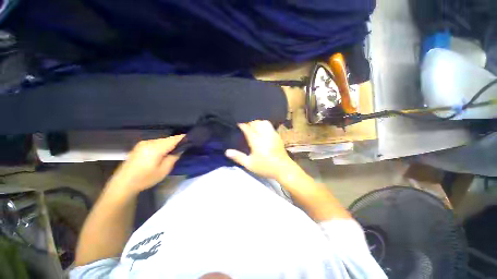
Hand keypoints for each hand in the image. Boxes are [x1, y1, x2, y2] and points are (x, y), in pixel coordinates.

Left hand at [106, 135, 184, 194]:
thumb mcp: (163, 170)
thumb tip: (180, 149)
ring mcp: (143, 143)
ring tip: (175, 150)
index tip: (192, 138)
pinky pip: (156, 143)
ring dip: (169, 144)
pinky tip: (164, 152)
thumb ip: (173, 158)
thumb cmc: (145, 178)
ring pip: (162, 140)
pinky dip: (162, 145)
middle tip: (185, 147)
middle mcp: (149, 142)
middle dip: (177, 142)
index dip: (183, 138)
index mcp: (156, 148)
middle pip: (168, 139)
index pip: (174, 139)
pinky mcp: (140, 146)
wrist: (123, 183)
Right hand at [225, 120, 298, 179]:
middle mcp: (264, 134)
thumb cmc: (265, 167)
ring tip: (253, 126)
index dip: (242, 124)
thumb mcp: (249, 164)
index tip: (237, 122)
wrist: (283, 168)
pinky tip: (262, 129)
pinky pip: (269, 126)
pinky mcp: (277, 136)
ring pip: (264, 122)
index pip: (247, 128)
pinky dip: (264, 125)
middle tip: (244, 124)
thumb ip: (238, 157)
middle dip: (249, 121)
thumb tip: (227, 151)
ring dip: (257, 122)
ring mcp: (272, 134)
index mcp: (256, 140)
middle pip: (256, 122)